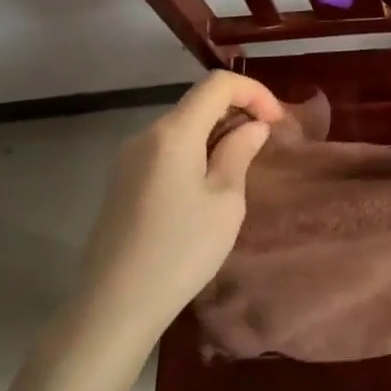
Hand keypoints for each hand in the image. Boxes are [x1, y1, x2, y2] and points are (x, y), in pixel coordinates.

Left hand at [65, 71, 284, 348]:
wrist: (113, 306)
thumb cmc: (180, 251)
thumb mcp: (225, 202)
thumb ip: (239, 153)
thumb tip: (252, 127)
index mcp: (173, 133)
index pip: (217, 84)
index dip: (254, 92)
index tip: (277, 122)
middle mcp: (146, 135)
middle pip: (198, 102)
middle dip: (238, 112)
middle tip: (267, 143)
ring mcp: (129, 159)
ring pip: (182, 126)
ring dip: (217, 133)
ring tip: (243, 164)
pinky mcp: (123, 182)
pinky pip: (167, 149)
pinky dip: (196, 151)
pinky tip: (209, 183)